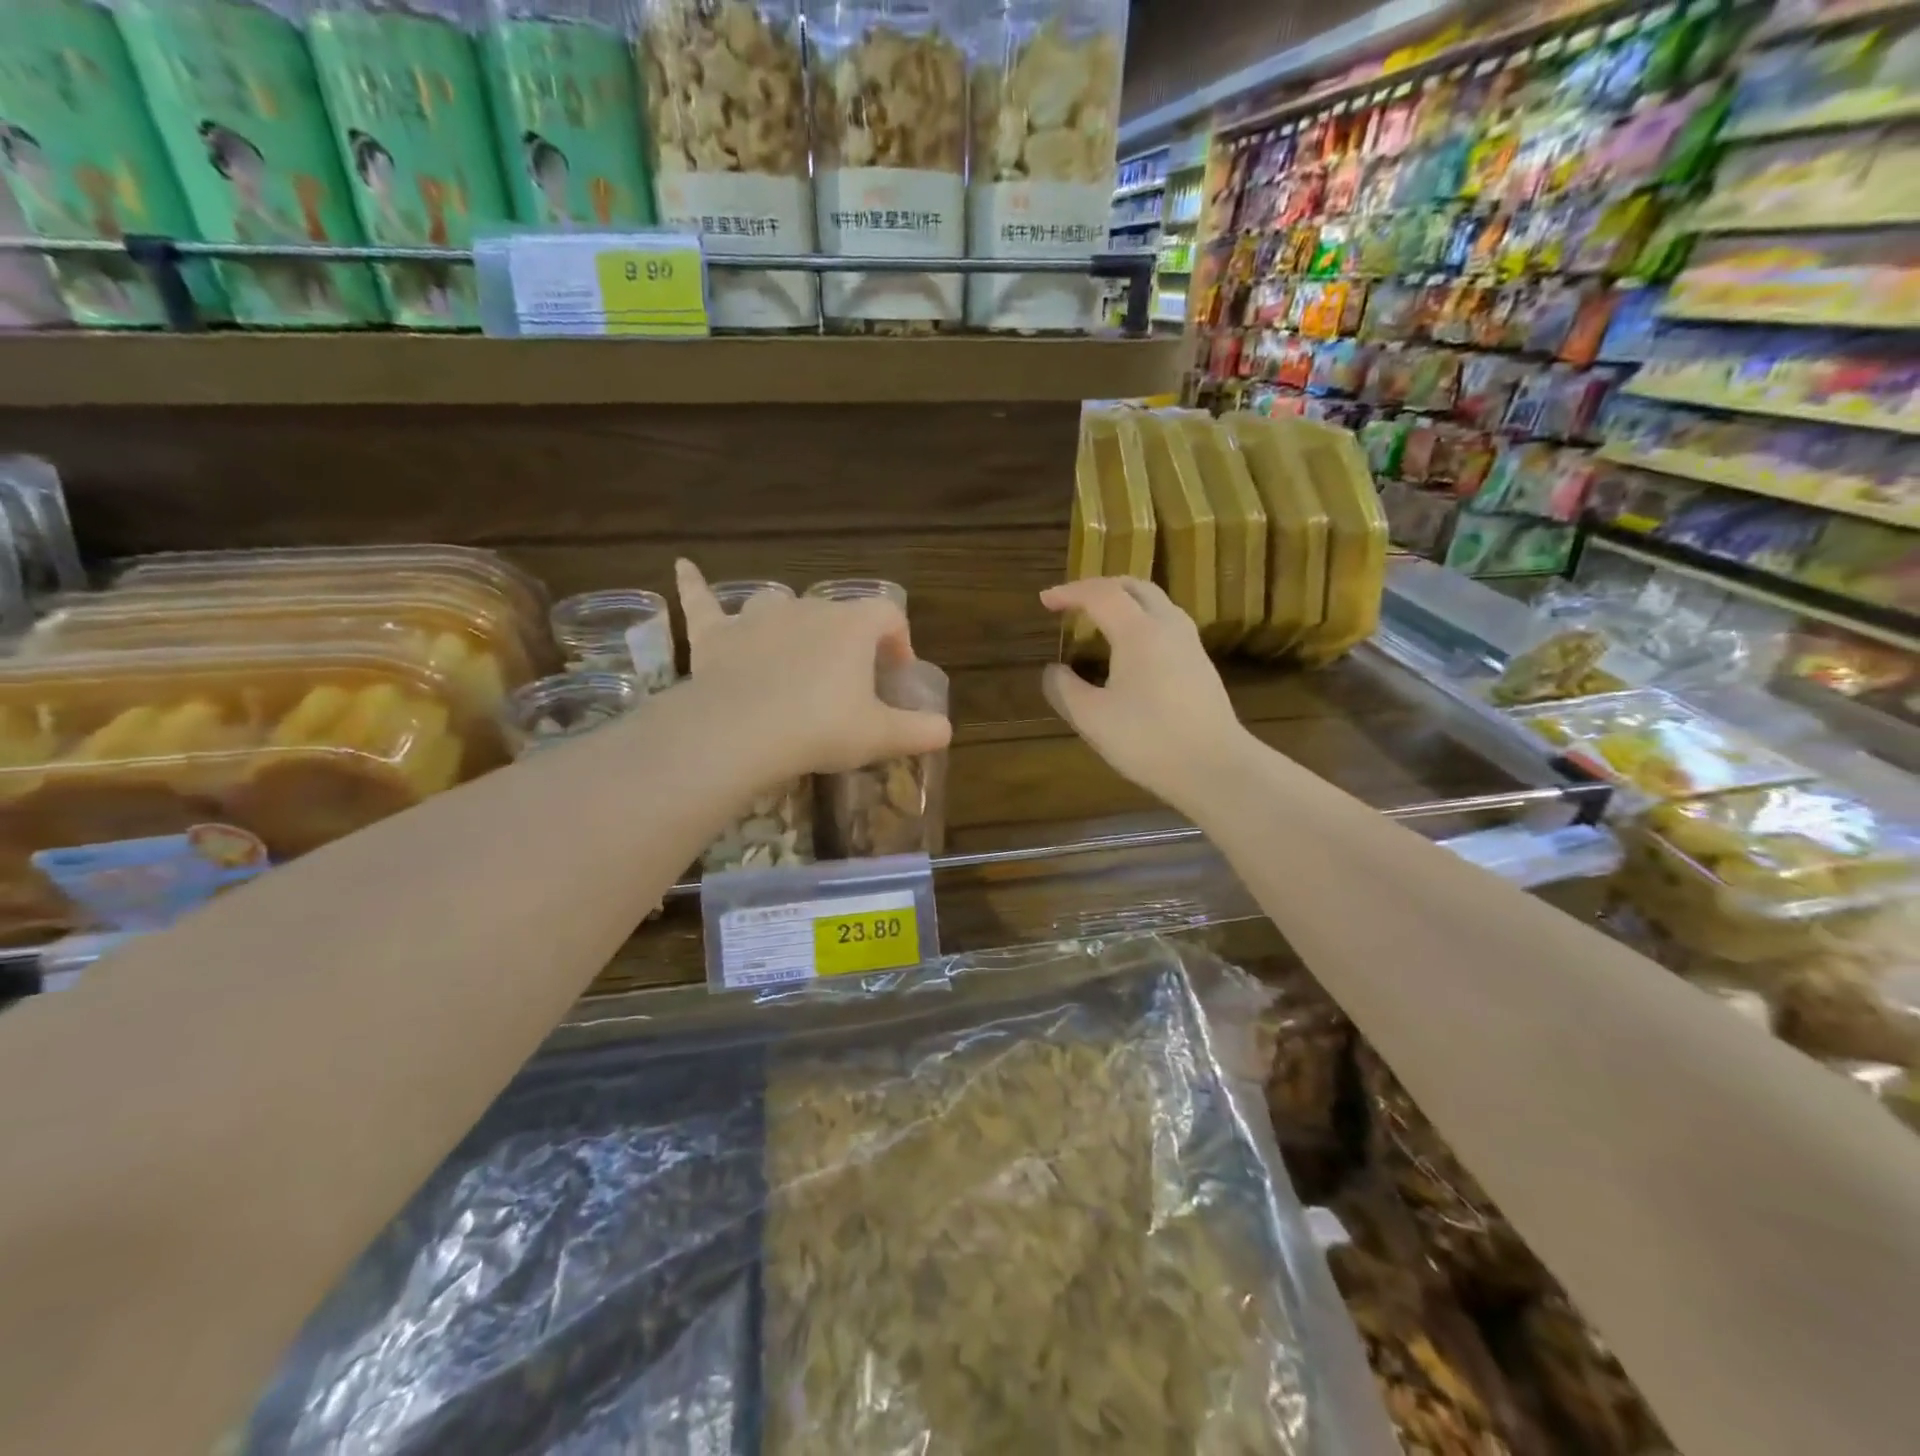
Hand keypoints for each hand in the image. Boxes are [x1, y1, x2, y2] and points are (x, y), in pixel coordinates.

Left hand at [676, 560, 950, 781]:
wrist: (741, 732)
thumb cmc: (821, 727)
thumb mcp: (880, 736)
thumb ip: (920, 731)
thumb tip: (945, 730)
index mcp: (852, 625)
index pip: (888, 616)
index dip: (899, 642)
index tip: (895, 675)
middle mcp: (807, 608)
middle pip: (836, 615)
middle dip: (847, 643)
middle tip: (848, 684)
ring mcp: (757, 617)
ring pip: (779, 607)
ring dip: (789, 623)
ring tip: (792, 651)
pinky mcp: (715, 635)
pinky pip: (703, 603)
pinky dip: (695, 586)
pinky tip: (683, 567)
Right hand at [1038, 577, 1250, 815]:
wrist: (1215, 768)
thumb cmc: (1149, 740)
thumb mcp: (1093, 719)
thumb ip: (1064, 690)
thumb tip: (1053, 671)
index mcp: (1139, 631)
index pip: (1100, 594)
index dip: (1069, 593)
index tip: (1044, 601)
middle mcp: (1168, 626)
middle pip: (1134, 587)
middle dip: (1099, 587)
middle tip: (1073, 603)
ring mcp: (1190, 644)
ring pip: (1155, 603)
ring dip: (1123, 602)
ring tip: (1099, 621)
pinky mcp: (1200, 664)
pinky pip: (1165, 623)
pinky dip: (1139, 620)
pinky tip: (1128, 649)